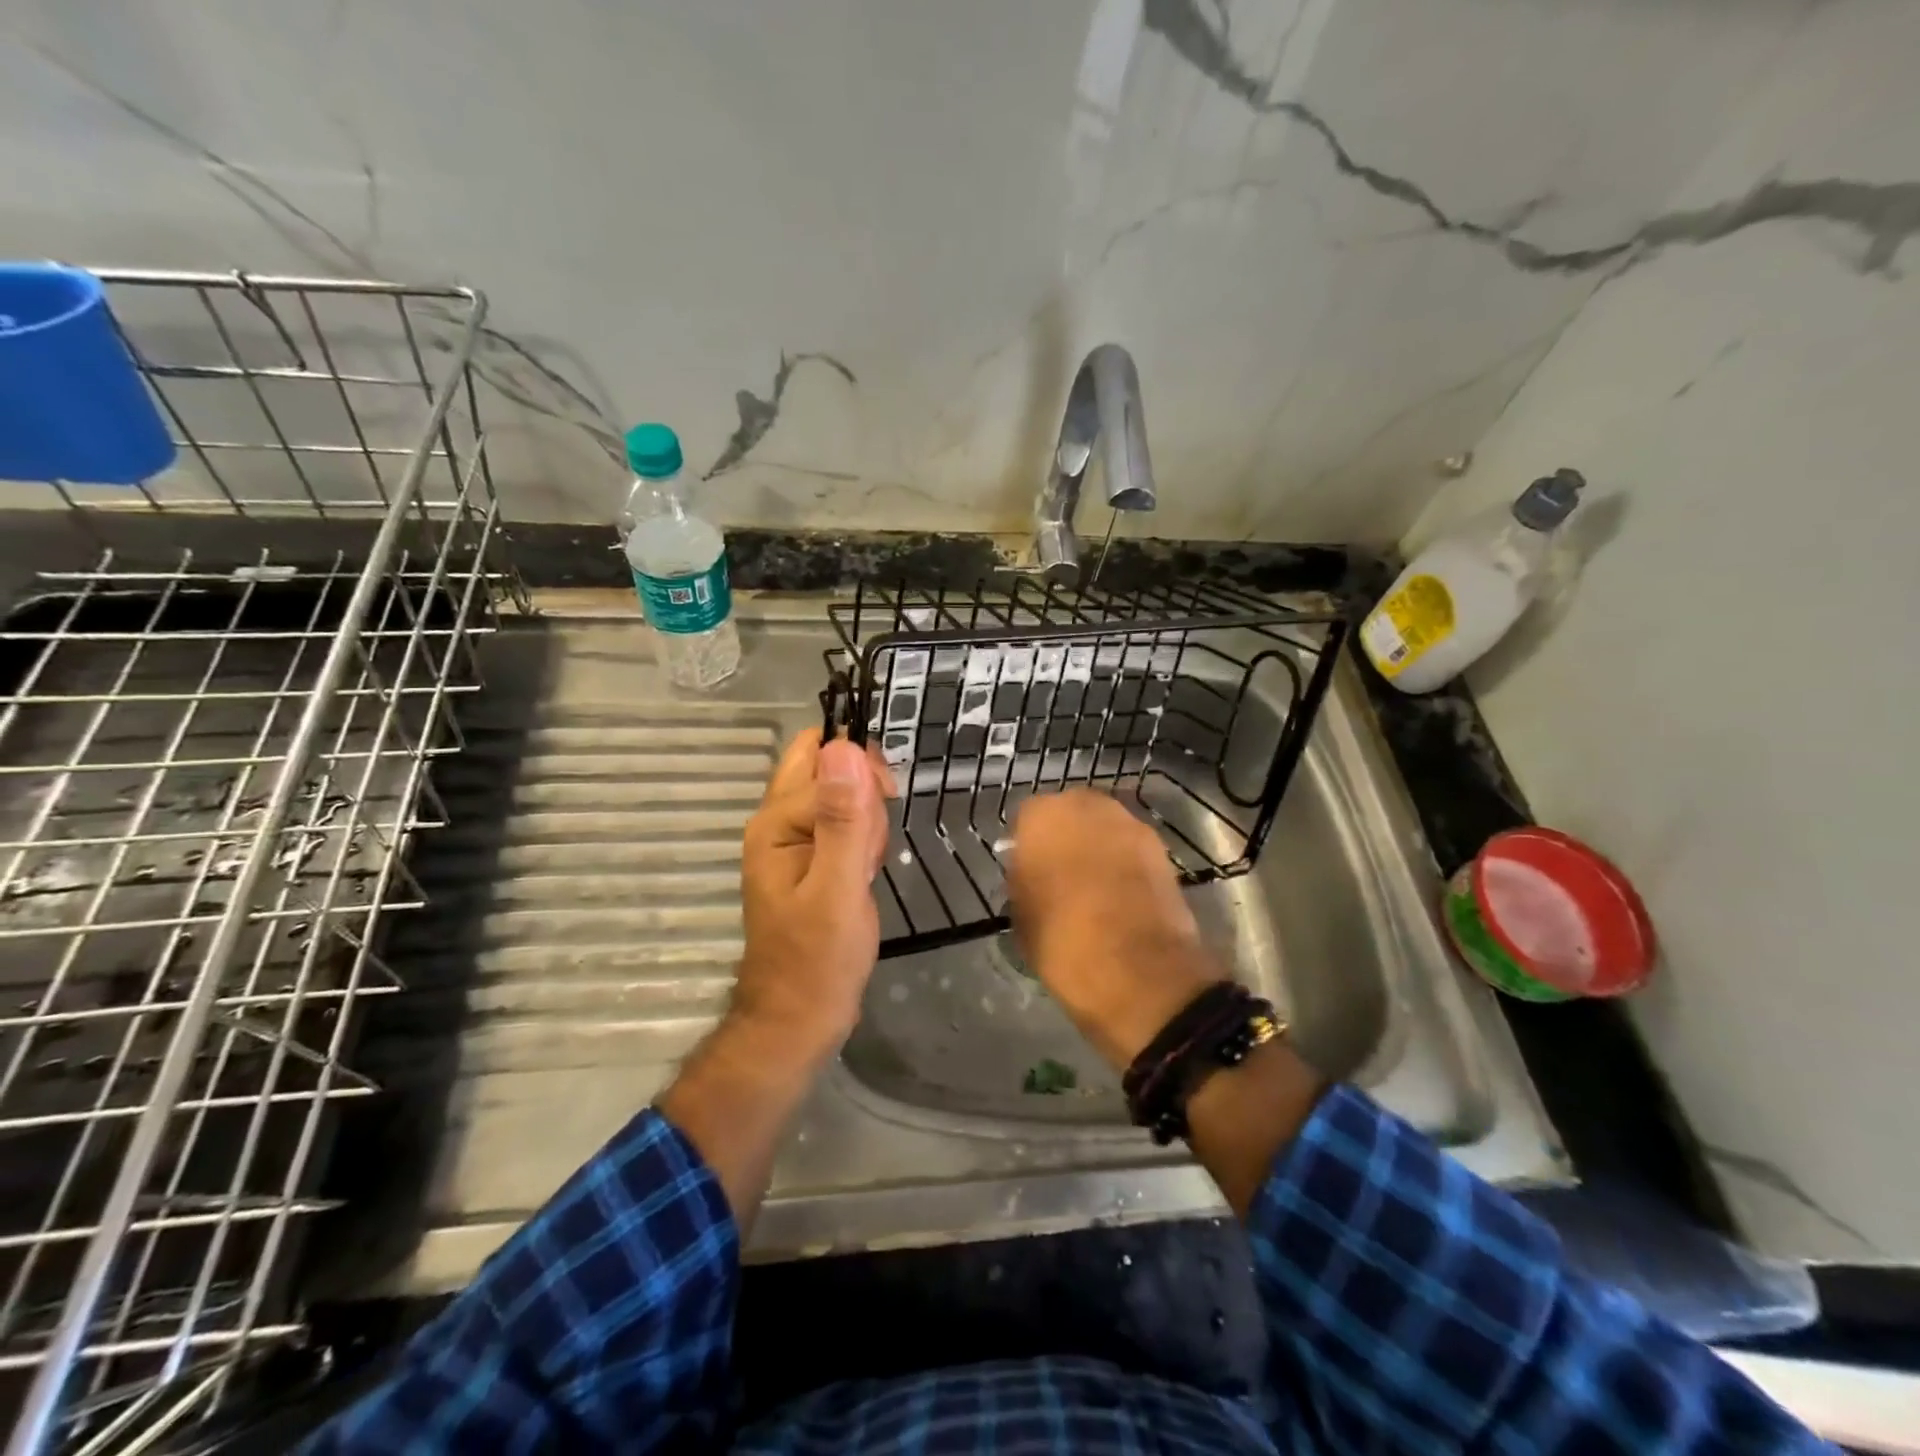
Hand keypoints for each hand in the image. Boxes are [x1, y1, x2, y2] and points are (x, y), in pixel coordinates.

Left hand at [734, 729, 892, 1058]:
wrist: (799, 1019)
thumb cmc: (818, 960)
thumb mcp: (838, 888)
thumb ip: (843, 818)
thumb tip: (843, 747)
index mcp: (775, 822)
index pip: (825, 760)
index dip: (861, 777)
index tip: (883, 815)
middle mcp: (778, 822)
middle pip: (825, 767)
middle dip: (862, 790)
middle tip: (872, 837)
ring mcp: (794, 842)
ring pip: (840, 796)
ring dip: (866, 822)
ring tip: (865, 868)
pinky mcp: (812, 860)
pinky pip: (844, 826)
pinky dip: (864, 842)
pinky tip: (864, 874)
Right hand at [1006, 790, 1220, 1069]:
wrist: (1138, 971)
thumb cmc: (1062, 942)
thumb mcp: (1021, 916)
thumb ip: (1023, 882)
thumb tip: (1032, 875)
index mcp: (1043, 816)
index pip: (1026, 818)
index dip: (1026, 845)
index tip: (1027, 871)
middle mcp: (1086, 806)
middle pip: (1069, 814)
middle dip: (1065, 837)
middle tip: (1059, 873)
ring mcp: (1129, 824)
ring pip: (1103, 828)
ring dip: (1097, 847)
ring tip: (1092, 885)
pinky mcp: (1161, 848)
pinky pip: (1130, 848)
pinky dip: (1124, 863)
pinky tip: (1120, 894)